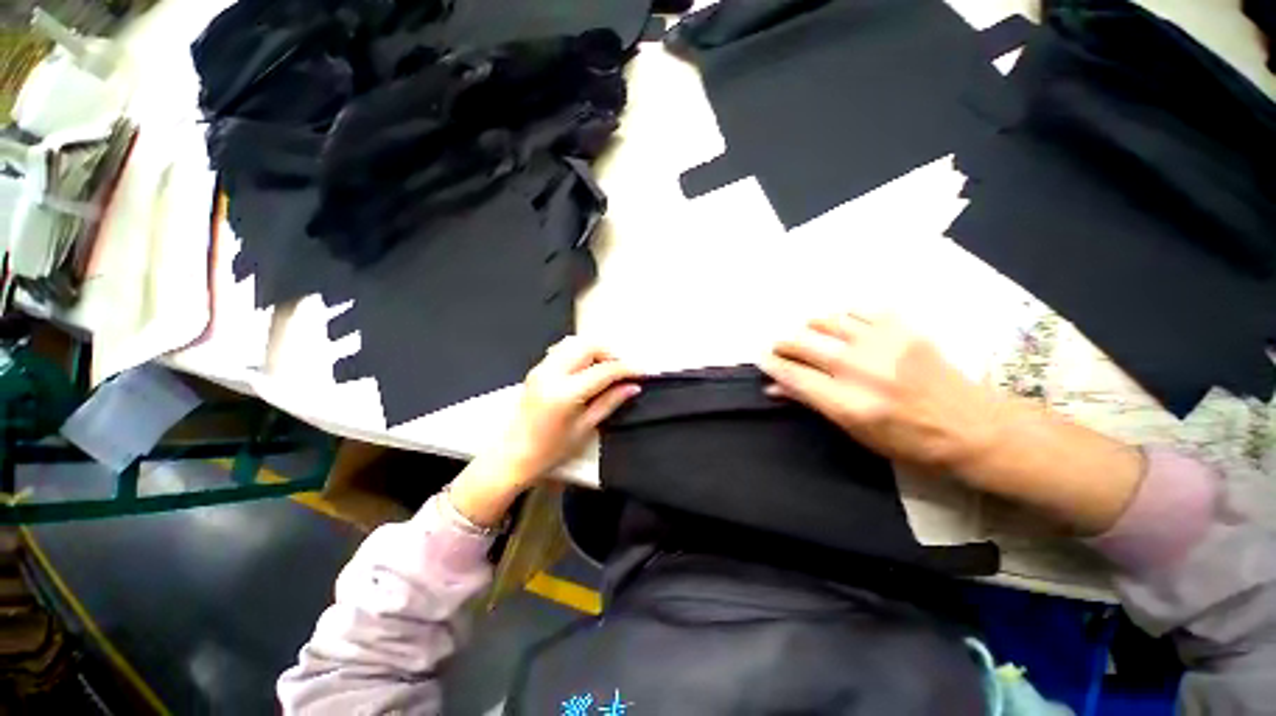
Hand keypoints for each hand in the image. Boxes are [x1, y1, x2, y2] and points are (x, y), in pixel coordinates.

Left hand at [499, 336, 641, 480]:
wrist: (513, 455)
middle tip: (623, 371)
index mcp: (565, 392)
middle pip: (589, 345)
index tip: (642, 372)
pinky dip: (581, 353)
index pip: (604, 370)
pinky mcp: (537, 369)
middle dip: (611, 353)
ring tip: (607, 369)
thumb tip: (633, 387)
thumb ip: (610, 402)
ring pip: (575, 342)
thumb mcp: (585, 427)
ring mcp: (542, 368)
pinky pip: (563, 349)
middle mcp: (551, 373)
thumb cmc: (549, 450)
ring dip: (596, 351)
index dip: (627, 369)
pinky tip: (588, 369)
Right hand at [760, 313, 1142, 533]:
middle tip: (779, 347)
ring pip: (828, 322)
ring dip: (810, 327)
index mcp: (849, 404)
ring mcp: (884, 345)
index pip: (794, 376)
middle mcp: (861, 370)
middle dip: (784, 344)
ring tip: (808, 334)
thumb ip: (813, 403)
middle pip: (804, 345)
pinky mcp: (904, 329)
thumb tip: (776, 388)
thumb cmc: (909, 440)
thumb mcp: (855, 432)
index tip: (761, 358)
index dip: (772, 365)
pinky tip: (842, 325)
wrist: (973, 426)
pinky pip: (859, 310)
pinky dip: (843, 316)